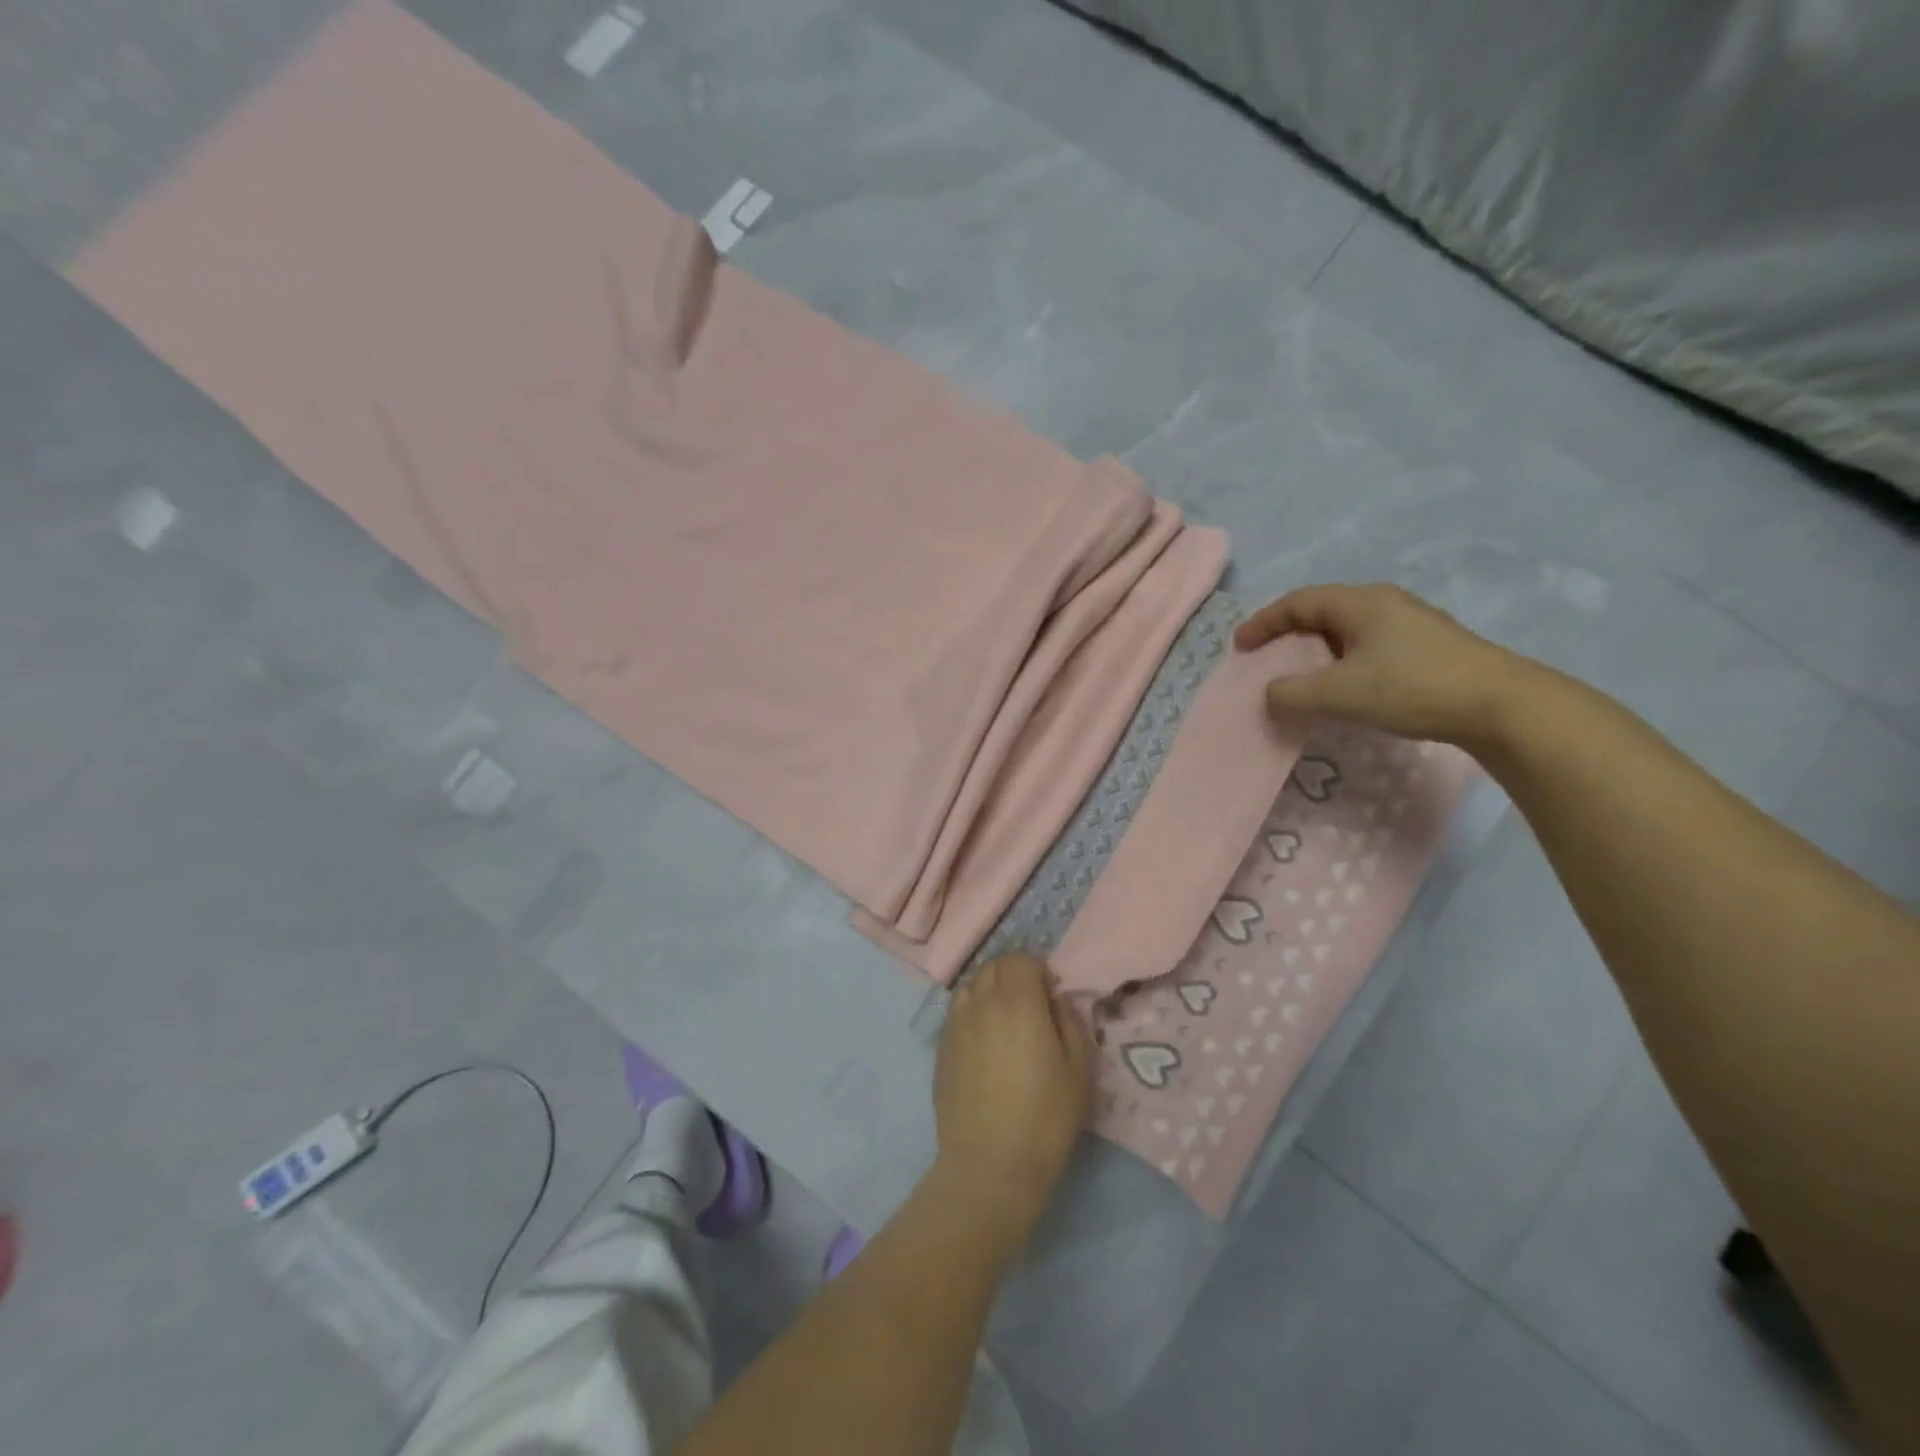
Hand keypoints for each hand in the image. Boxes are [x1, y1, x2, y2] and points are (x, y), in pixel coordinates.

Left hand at [933, 952, 1093, 1241]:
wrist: (990, 1165)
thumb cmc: (1045, 1117)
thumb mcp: (1079, 1068)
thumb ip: (1071, 1021)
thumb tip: (1056, 1000)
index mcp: (1017, 1001)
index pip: (1021, 959)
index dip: (1038, 971)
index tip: (1050, 997)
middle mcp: (981, 1002)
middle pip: (993, 966)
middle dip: (1014, 976)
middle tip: (1031, 1006)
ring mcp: (955, 1024)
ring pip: (971, 986)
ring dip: (989, 991)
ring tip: (1005, 1022)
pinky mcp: (940, 1048)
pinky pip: (956, 1013)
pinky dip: (972, 1014)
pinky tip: (984, 1044)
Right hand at [1235, 583, 1531, 746]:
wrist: (1501, 705)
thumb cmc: (1412, 687)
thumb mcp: (1340, 693)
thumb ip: (1292, 692)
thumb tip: (1270, 693)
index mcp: (1360, 603)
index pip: (1298, 602)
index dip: (1264, 622)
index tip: (1240, 646)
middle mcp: (1385, 603)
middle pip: (1323, 611)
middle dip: (1289, 633)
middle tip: (1267, 658)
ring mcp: (1411, 624)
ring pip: (1348, 630)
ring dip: (1317, 650)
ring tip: (1302, 676)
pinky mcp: (1428, 648)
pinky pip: (1369, 646)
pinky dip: (1343, 662)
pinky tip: (1347, 687)